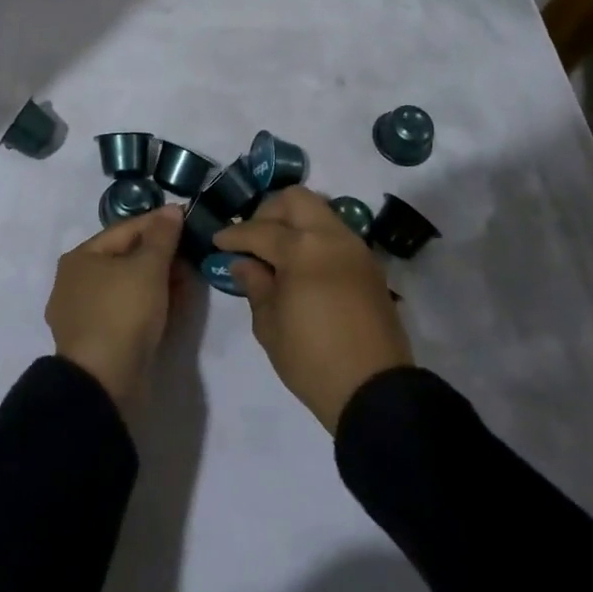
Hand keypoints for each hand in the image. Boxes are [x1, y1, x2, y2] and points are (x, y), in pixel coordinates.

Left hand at [45, 205, 184, 412]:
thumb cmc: (122, 313)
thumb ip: (162, 236)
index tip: (187, 218)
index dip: (158, 222)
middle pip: (125, 258)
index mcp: (80, 257)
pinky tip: (173, 305)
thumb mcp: (148, 267)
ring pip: (127, 287)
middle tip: (191, 253)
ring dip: (158, 281)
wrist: (103, 384)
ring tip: (188, 279)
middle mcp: (75, 282)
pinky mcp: (97, 342)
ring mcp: (84, 314)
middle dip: (160, 254)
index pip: (125, 229)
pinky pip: (127, 312)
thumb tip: (171, 209)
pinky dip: (150, 304)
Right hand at [214, 187, 412, 432]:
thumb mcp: (270, 326)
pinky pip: (336, 234)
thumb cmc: (312, 360)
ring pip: (319, 212)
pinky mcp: (370, 266)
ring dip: (294, 222)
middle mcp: (332, 237)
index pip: (261, 230)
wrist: (374, 392)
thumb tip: (243, 262)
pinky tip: (301, 265)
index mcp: (303, 249)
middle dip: (268, 211)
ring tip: (276, 251)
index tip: (218, 242)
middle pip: (296, 199)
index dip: (235, 235)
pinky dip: (314, 238)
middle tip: (253, 237)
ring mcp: (355, 248)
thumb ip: (255, 285)